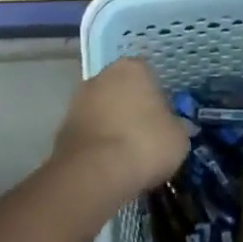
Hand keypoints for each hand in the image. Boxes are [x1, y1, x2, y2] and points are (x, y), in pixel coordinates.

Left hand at [43, 58, 189, 216]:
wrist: (95, 173)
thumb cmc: (145, 144)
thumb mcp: (178, 138)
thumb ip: (178, 127)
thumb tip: (178, 127)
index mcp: (132, 68)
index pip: (149, 74)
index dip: (157, 96)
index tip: (164, 118)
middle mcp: (102, 76)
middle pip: (122, 89)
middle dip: (132, 107)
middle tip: (147, 135)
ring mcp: (78, 100)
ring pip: (103, 109)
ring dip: (113, 124)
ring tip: (128, 153)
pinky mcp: (63, 126)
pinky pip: (89, 130)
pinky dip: (98, 141)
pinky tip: (109, 162)